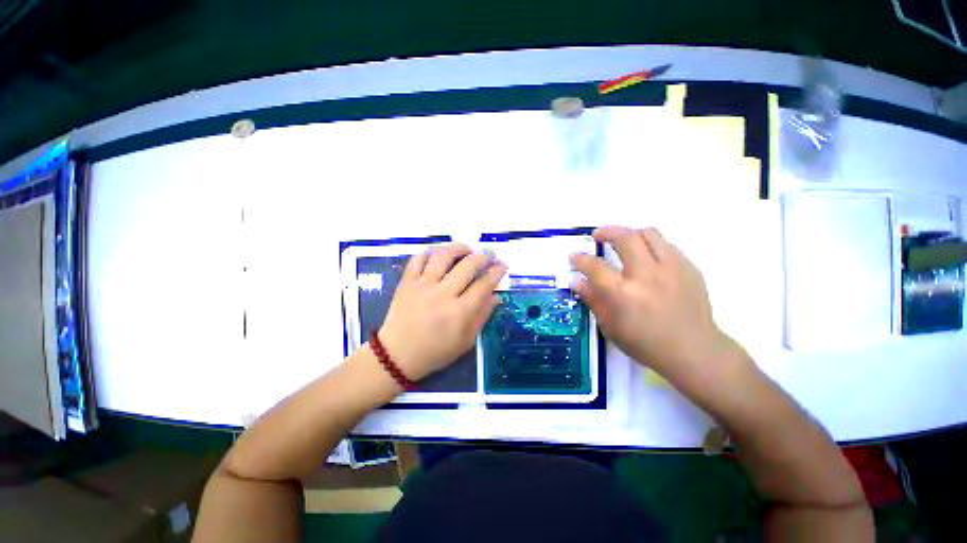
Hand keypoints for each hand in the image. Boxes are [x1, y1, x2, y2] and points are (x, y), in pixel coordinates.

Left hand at [377, 244, 506, 380]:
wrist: (397, 355)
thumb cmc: (436, 351)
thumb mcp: (466, 341)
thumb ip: (482, 316)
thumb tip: (496, 296)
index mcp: (459, 312)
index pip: (484, 284)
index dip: (496, 272)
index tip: (503, 265)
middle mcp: (442, 294)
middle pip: (467, 265)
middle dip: (483, 256)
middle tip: (490, 254)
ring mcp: (422, 286)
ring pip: (443, 256)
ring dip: (459, 248)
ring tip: (467, 249)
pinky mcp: (406, 282)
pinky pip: (418, 259)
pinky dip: (430, 252)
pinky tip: (439, 254)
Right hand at [571, 226, 743, 387]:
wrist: (694, 351)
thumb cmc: (645, 343)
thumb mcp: (610, 327)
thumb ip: (592, 299)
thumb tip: (576, 281)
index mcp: (623, 293)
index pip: (595, 266)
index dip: (580, 258)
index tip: (574, 256)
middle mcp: (646, 275)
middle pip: (625, 238)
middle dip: (606, 232)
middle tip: (598, 236)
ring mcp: (672, 269)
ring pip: (649, 234)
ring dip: (630, 233)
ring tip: (623, 240)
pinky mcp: (689, 268)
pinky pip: (667, 246)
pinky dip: (651, 246)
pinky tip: (647, 258)